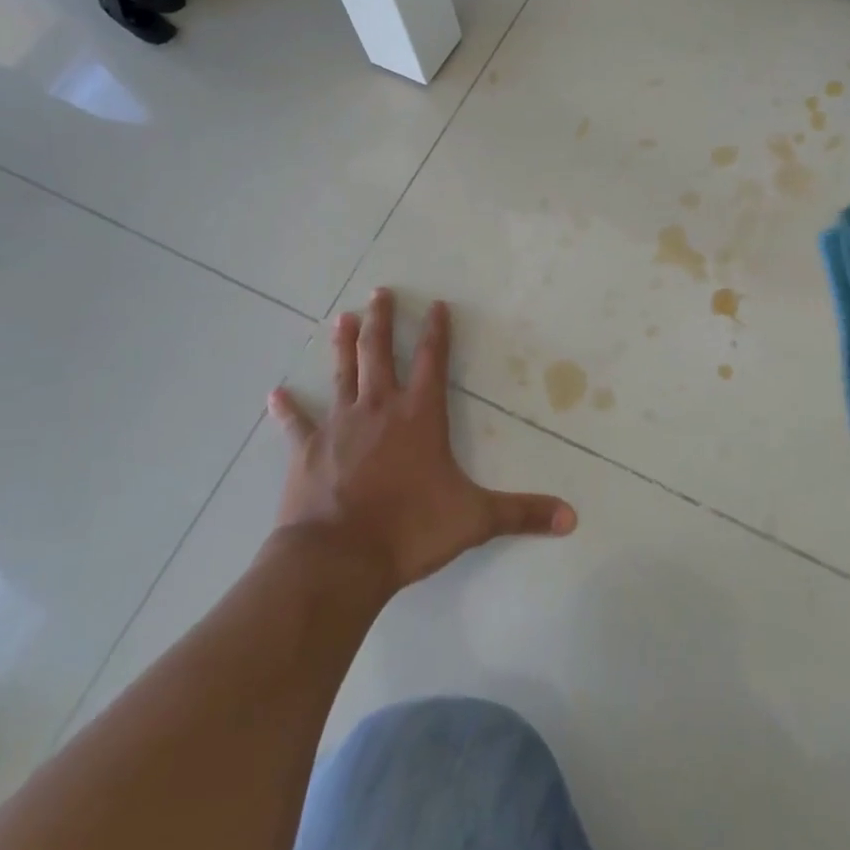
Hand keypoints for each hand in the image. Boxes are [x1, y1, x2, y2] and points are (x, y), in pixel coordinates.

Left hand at [268, 288, 576, 594]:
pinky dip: (287, 409)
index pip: (433, 361)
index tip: (436, 304)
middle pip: (380, 353)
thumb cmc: (410, 529)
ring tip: (343, 317)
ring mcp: (340, 425)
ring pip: (342, 373)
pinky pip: (296, 423)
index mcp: (419, 416)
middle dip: (383, 320)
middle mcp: (379, 408)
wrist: (340, 557)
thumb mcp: (474, 519)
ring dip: (343, 345)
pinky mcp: (308, 449)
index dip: (437, 331)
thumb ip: (522, 513)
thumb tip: (573, 519)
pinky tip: (275, 393)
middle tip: (379, 291)